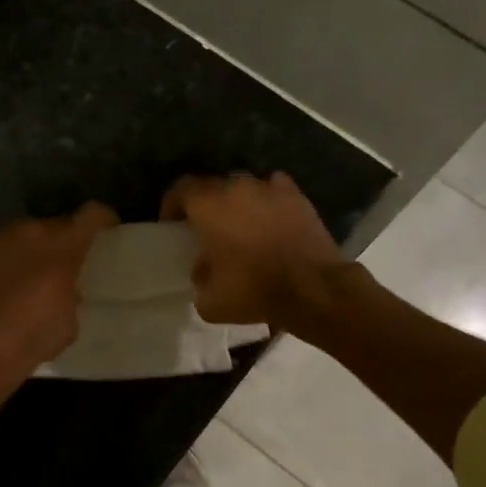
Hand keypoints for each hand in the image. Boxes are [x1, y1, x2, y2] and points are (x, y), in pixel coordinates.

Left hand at [0, 203, 118, 385]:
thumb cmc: (35, 337)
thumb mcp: (71, 319)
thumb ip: (74, 293)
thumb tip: (69, 290)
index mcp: (64, 246)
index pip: (92, 214)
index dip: (103, 220)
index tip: (107, 233)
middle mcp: (32, 232)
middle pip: (56, 223)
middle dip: (64, 240)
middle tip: (66, 264)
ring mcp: (0, 238)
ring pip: (27, 233)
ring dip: (34, 248)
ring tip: (33, 274)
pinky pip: (2, 245)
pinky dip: (9, 258)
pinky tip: (6, 282)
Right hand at [161, 172, 344, 327]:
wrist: (314, 289)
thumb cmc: (254, 290)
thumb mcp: (209, 300)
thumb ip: (199, 277)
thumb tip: (204, 268)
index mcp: (210, 205)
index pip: (180, 190)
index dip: (172, 205)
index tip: (171, 225)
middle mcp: (238, 187)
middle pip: (213, 186)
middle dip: (205, 205)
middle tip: (205, 229)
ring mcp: (271, 188)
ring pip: (244, 187)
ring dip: (236, 203)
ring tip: (238, 226)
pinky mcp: (298, 197)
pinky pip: (274, 191)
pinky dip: (266, 202)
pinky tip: (268, 220)